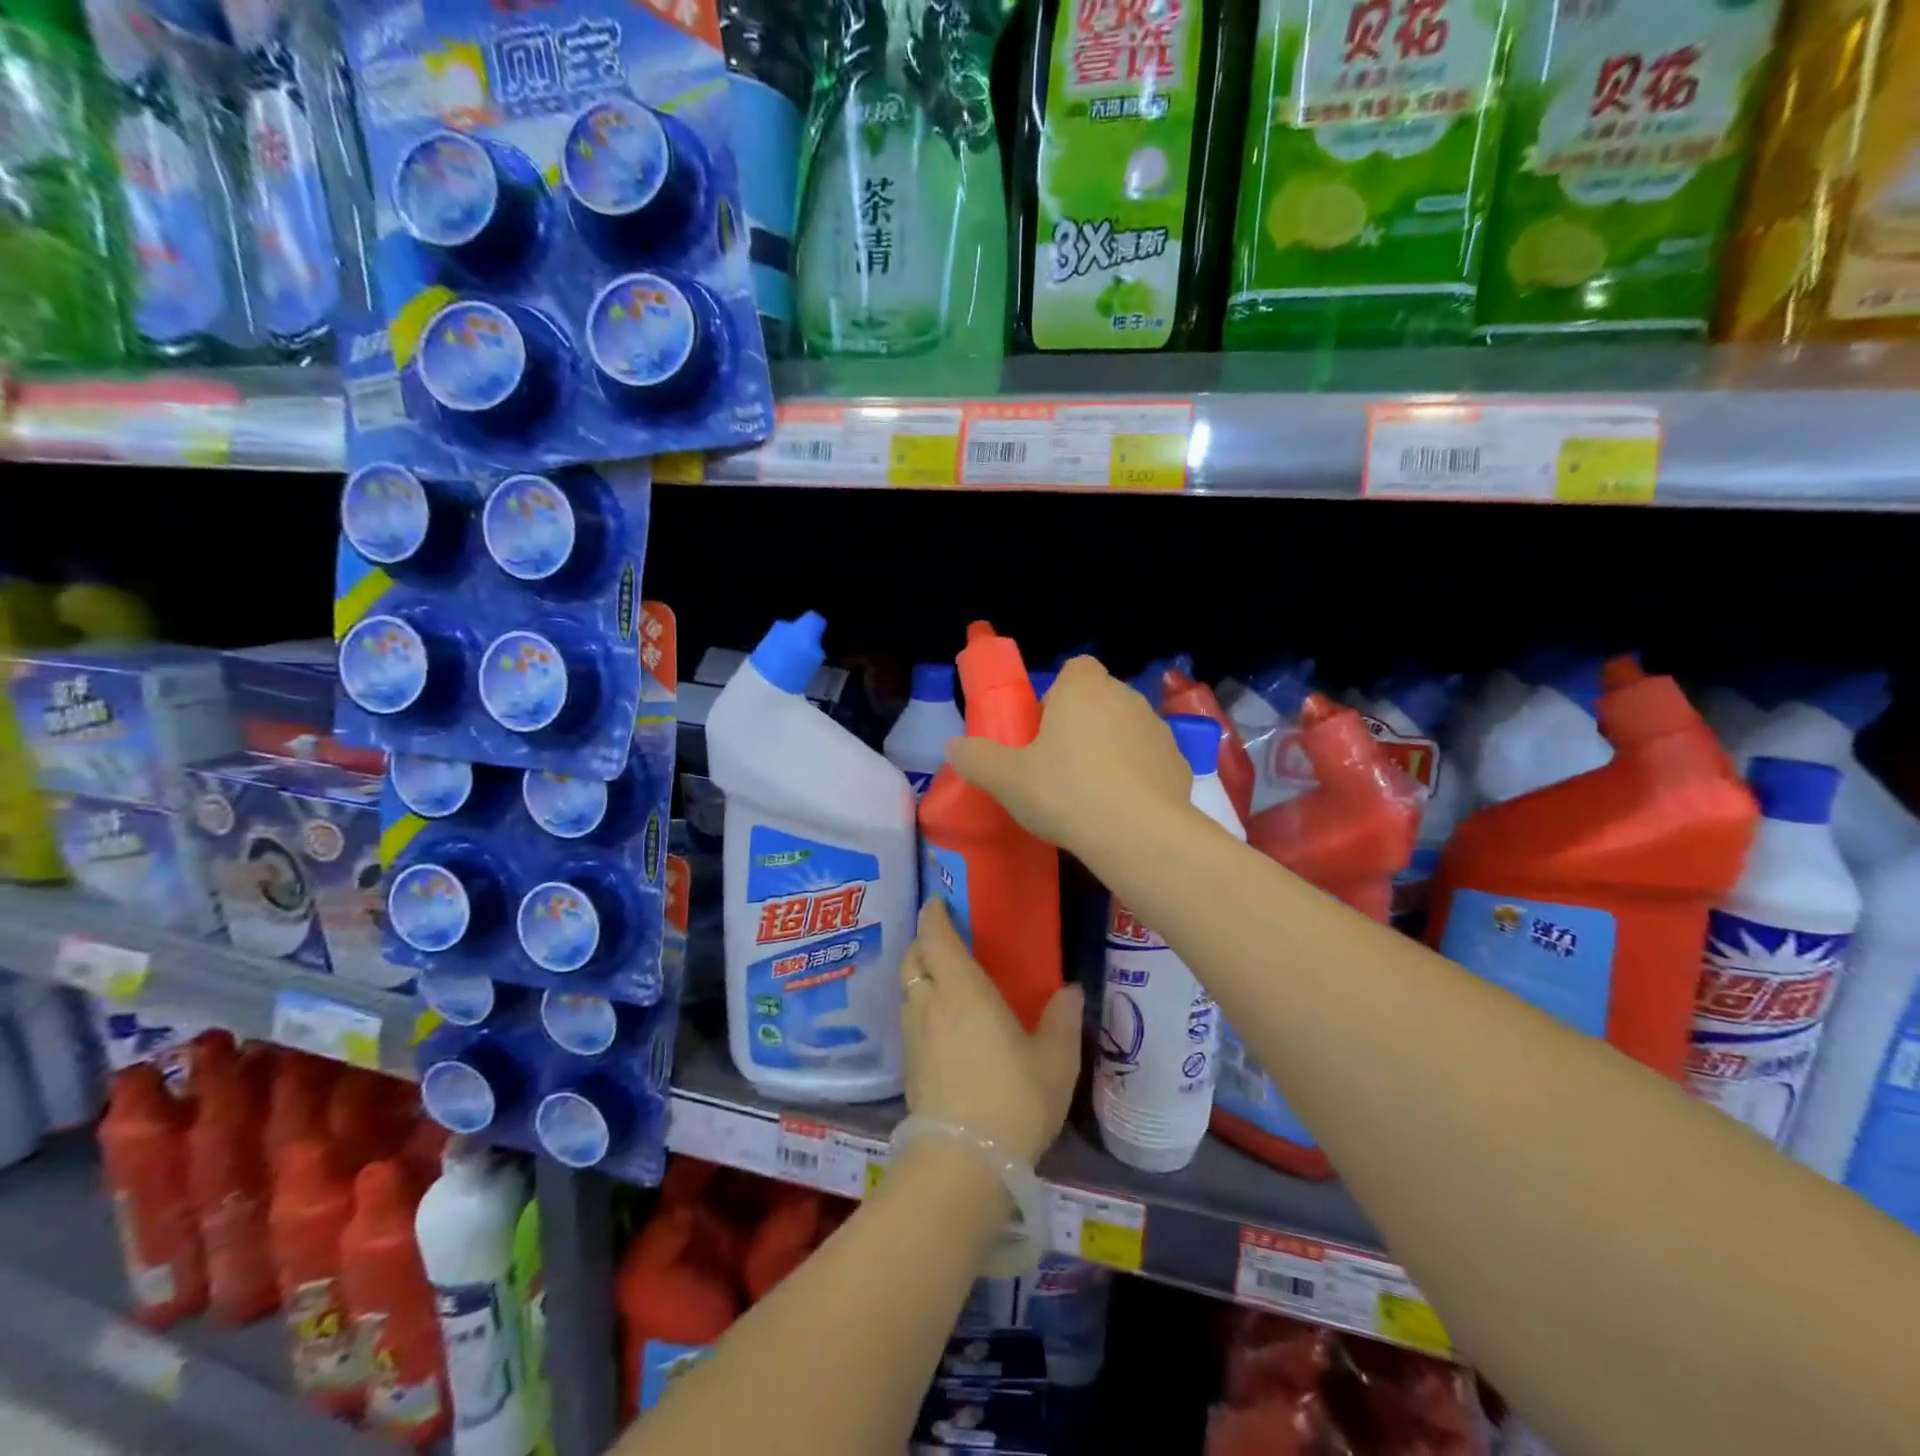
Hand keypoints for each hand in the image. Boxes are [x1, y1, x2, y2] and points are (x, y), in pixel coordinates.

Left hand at [898, 898, 1082, 1167]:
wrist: (962, 1163)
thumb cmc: (1014, 1099)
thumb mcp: (1055, 1059)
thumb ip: (1061, 1019)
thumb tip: (1070, 989)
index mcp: (963, 989)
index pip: (936, 936)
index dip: (934, 914)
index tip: (938, 901)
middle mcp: (930, 1003)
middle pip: (913, 958)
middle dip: (924, 942)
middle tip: (945, 940)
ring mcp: (914, 1035)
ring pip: (907, 989)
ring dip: (920, 974)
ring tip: (943, 979)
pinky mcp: (908, 1066)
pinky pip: (909, 1018)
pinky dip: (920, 1005)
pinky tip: (941, 1023)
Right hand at [945, 655, 1192, 854]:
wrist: (1138, 835)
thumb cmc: (1065, 792)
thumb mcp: (1005, 779)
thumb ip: (976, 758)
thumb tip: (954, 747)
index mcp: (1084, 688)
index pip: (1074, 670)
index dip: (1057, 696)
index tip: (1043, 731)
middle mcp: (1126, 697)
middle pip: (1099, 701)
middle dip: (1081, 725)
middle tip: (1058, 767)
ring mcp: (1158, 730)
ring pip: (1126, 731)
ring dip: (1110, 751)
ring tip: (1090, 795)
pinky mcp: (1179, 764)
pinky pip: (1149, 763)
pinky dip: (1136, 778)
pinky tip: (1120, 812)